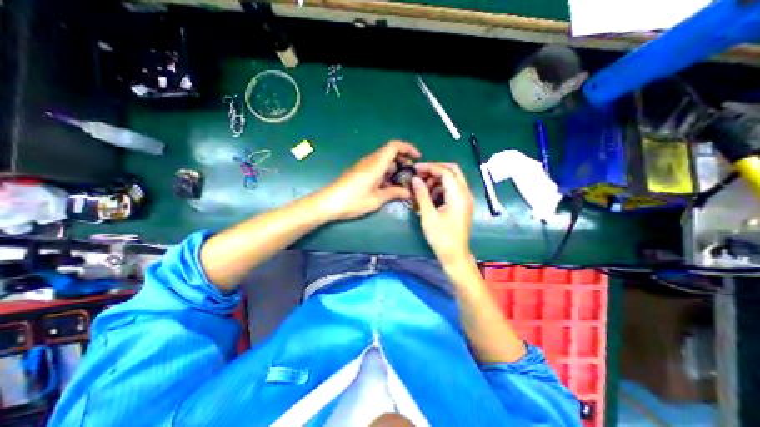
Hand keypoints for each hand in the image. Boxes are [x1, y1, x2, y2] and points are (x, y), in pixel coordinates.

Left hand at [317, 140, 420, 219]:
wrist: (329, 203)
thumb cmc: (354, 200)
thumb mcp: (377, 199)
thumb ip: (394, 193)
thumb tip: (408, 193)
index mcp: (376, 164)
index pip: (394, 146)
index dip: (408, 148)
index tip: (417, 158)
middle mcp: (370, 161)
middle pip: (390, 153)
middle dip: (403, 162)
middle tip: (410, 176)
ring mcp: (364, 166)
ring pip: (384, 161)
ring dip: (394, 169)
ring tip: (401, 184)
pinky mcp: (359, 172)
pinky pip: (376, 167)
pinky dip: (386, 173)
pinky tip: (388, 187)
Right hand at [413, 163, 473, 267]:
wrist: (454, 255)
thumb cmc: (441, 237)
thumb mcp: (428, 215)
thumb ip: (422, 195)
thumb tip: (415, 179)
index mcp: (458, 196)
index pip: (446, 172)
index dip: (430, 168)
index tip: (415, 169)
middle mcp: (465, 194)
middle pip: (453, 171)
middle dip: (435, 170)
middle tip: (420, 174)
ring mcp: (465, 199)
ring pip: (452, 180)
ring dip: (437, 179)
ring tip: (422, 188)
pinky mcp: (462, 205)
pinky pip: (452, 189)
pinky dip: (441, 188)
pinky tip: (429, 196)